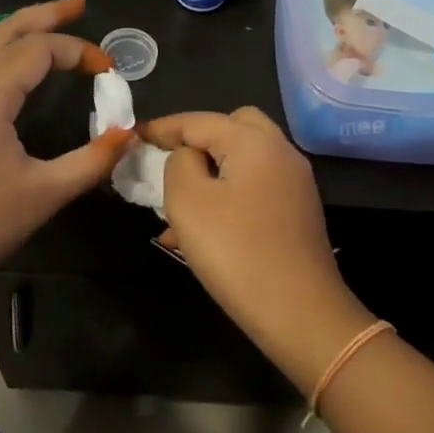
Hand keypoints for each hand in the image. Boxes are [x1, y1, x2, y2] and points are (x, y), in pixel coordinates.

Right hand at [142, 107, 372, 385]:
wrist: (300, 312)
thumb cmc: (236, 251)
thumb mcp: (188, 202)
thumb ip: (179, 163)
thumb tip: (188, 156)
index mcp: (254, 141)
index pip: (199, 120)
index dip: (162, 127)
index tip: (133, 135)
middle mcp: (280, 152)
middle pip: (232, 127)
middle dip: (196, 140)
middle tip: (168, 163)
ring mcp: (294, 183)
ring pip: (243, 161)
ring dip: (210, 173)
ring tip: (175, 208)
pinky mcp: (298, 211)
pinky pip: (255, 187)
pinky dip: (228, 195)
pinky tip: (202, 232)